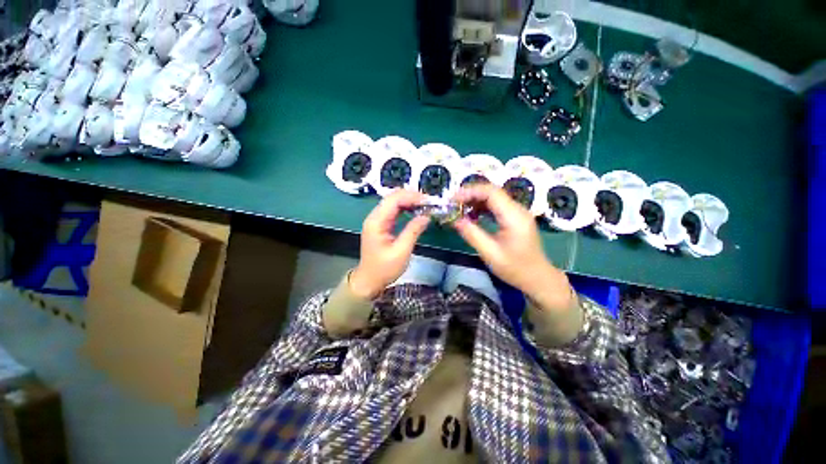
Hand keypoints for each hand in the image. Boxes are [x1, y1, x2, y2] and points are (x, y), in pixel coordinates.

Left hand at [350, 190, 430, 298]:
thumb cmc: (384, 269)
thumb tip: (427, 216)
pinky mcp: (381, 224)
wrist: (369, 280)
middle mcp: (374, 216)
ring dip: (409, 201)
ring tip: (425, 205)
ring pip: (393, 202)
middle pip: (393, 197)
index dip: (412, 197)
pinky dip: (405, 208)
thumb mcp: (401, 251)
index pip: (394, 200)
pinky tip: (416, 211)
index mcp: (376, 222)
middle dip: (411, 197)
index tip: (428, 201)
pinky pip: (393, 210)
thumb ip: (413, 231)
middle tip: (429, 202)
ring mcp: (377, 220)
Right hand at [452, 184, 573, 312]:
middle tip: (454, 204)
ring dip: (476, 200)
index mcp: (514, 216)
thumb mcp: (490, 254)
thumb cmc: (516, 269)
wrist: (538, 278)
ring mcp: (517, 213)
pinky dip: (482, 207)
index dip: (471, 192)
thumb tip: (455, 220)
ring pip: (494, 197)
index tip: (454, 199)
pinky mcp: (515, 218)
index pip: (491, 192)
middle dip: (471, 194)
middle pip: (492, 192)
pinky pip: (496, 206)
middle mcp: (517, 209)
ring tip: (460, 209)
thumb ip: (472, 235)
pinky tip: (472, 216)